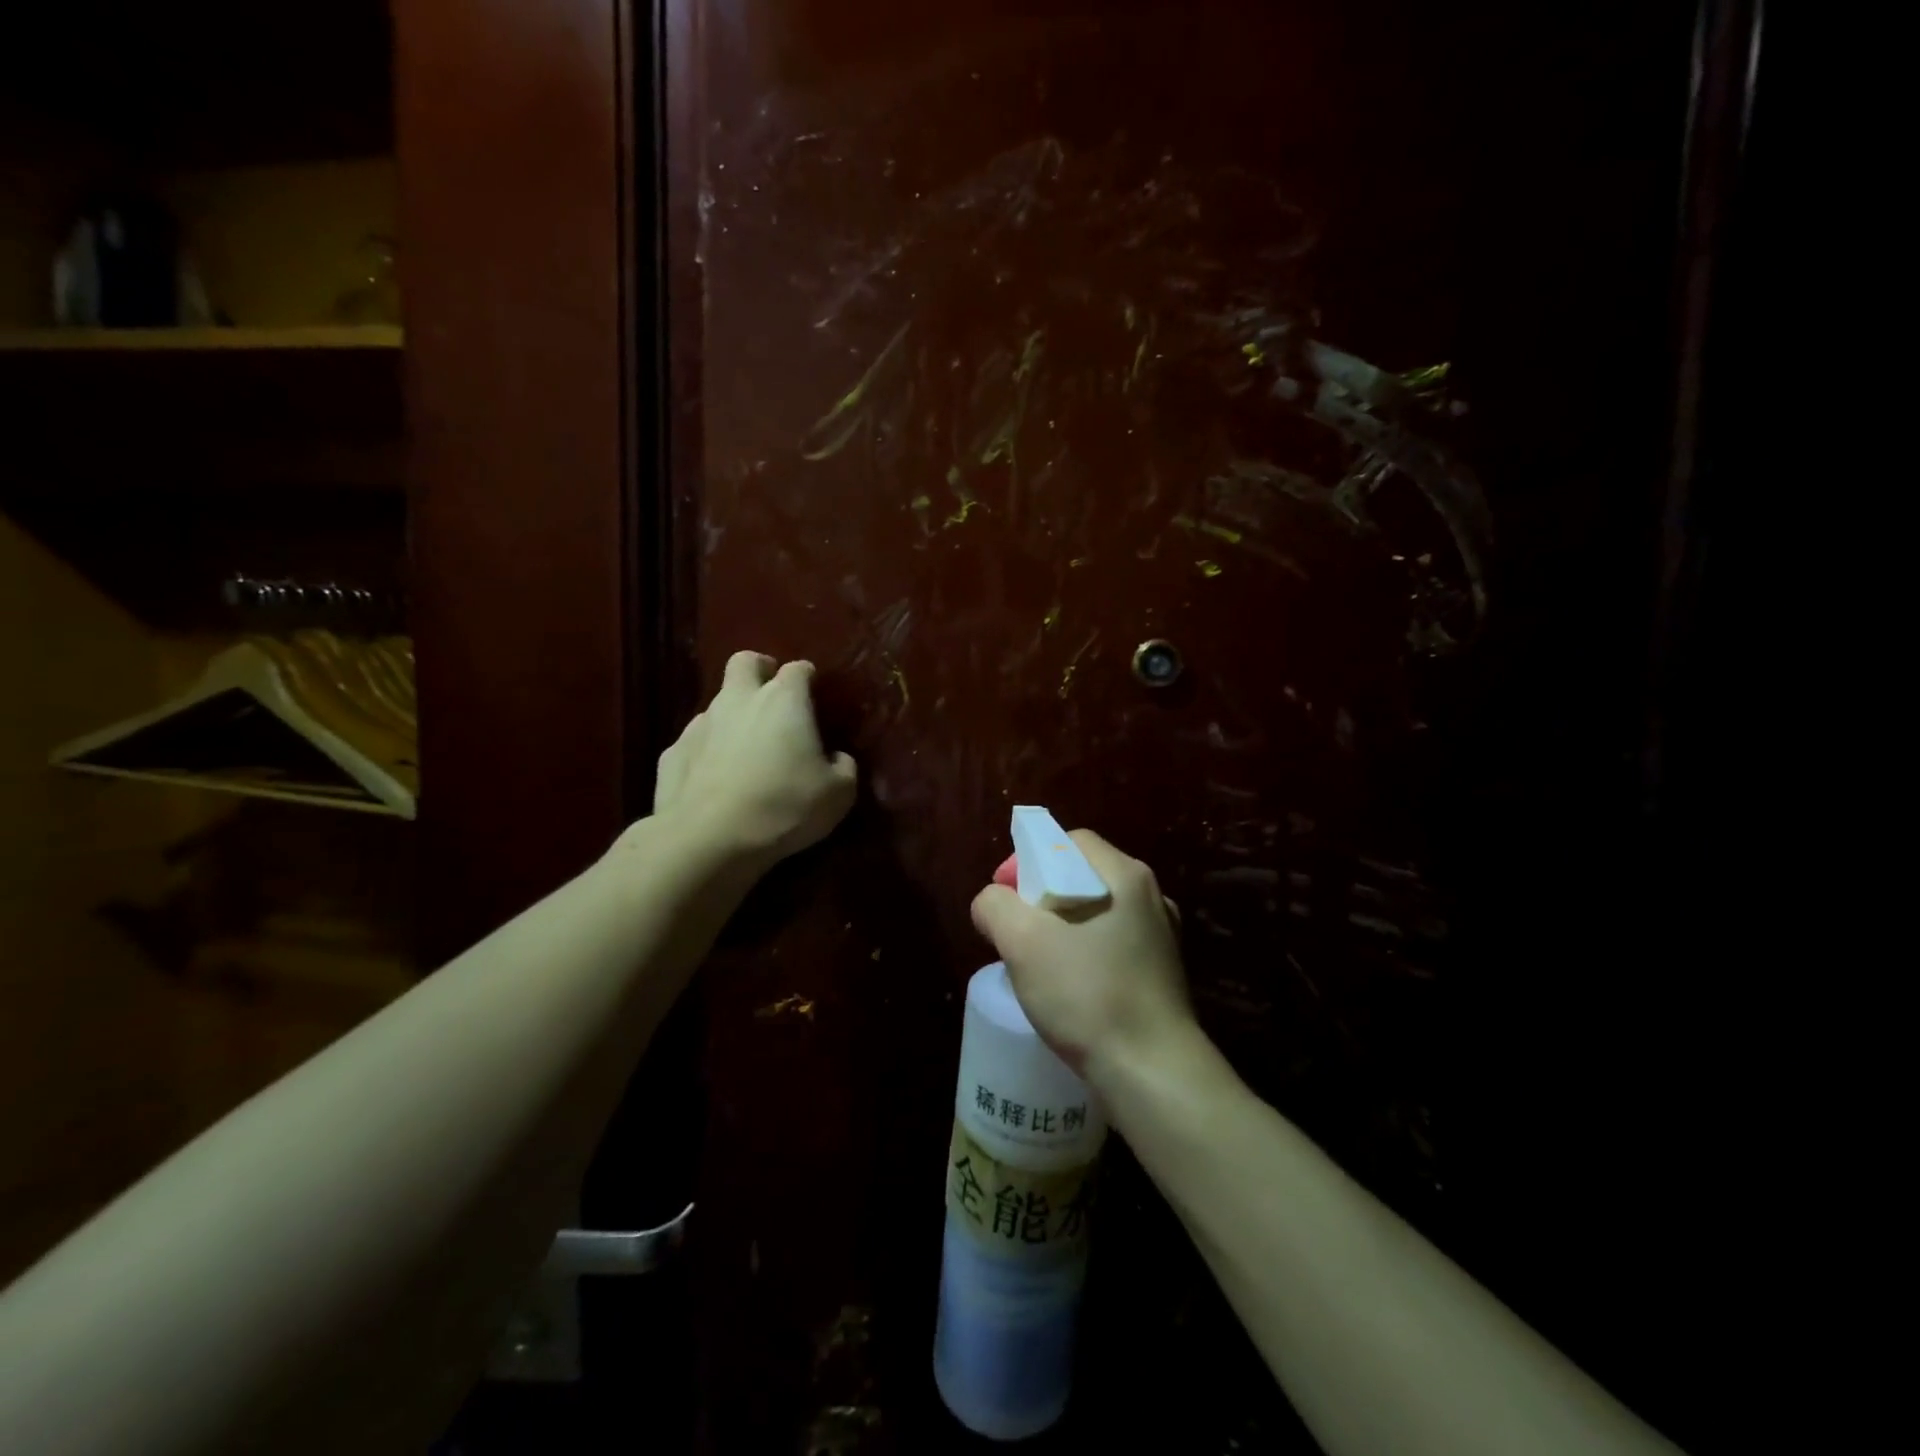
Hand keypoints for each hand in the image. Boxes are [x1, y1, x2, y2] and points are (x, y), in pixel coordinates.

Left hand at [653, 651, 857, 866]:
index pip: (798, 670)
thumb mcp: (838, 794)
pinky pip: (695, 742)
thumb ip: (843, 767)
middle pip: (745, 662)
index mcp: (783, 701)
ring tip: (746, 751)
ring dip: (734, 717)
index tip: (815, 695)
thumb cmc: (783, 807)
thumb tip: (836, 758)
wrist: (708, 839)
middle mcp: (739, 700)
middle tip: (772, 696)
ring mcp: (700, 724)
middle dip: (760, 670)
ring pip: (718, 704)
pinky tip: (716, 780)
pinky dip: (707, 752)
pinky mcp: (672, 754)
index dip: (807, 678)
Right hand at [970, 829, 1195, 1080]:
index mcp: (1125, 876)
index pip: (1069, 841)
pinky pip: (1111, 946)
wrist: (1152, 1073)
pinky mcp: (1161, 974)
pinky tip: (1068, 988)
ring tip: (1036, 961)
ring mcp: (1161, 937)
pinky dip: (1084, 954)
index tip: (1004, 894)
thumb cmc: (1088, 995)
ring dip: (1060, 928)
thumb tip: (993, 901)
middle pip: (1082, 876)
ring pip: (1096, 913)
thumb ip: (996, 906)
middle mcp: (1151, 898)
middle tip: (1015, 930)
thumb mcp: (1023, 942)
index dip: (1028, 859)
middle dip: (1040, 896)